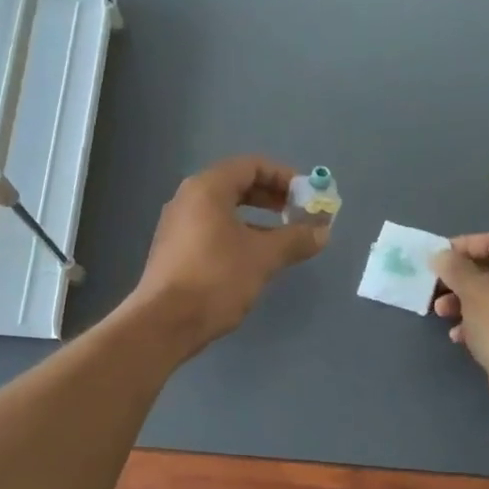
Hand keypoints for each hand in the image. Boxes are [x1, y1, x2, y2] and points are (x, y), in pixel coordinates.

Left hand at [131, 156, 329, 354]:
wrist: (165, 323)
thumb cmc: (217, 279)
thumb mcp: (263, 257)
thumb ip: (296, 239)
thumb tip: (323, 232)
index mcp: (208, 188)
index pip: (252, 165)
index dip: (284, 177)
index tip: (307, 197)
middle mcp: (188, 198)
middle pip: (237, 184)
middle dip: (272, 197)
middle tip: (298, 215)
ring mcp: (178, 225)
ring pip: (225, 209)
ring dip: (257, 219)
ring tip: (283, 239)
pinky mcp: (175, 250)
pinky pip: (213, 229)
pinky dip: (238, 234)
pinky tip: (255, 258)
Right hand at [431, 234, 488, 406]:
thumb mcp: (472, 290)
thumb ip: (454, 268)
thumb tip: (440, 255)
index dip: (461, 247)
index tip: (436, 257)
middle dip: (459, 280)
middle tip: (435, 287)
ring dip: (463, 302)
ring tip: (441, 313)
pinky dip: (478, 322)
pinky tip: (459, 336)